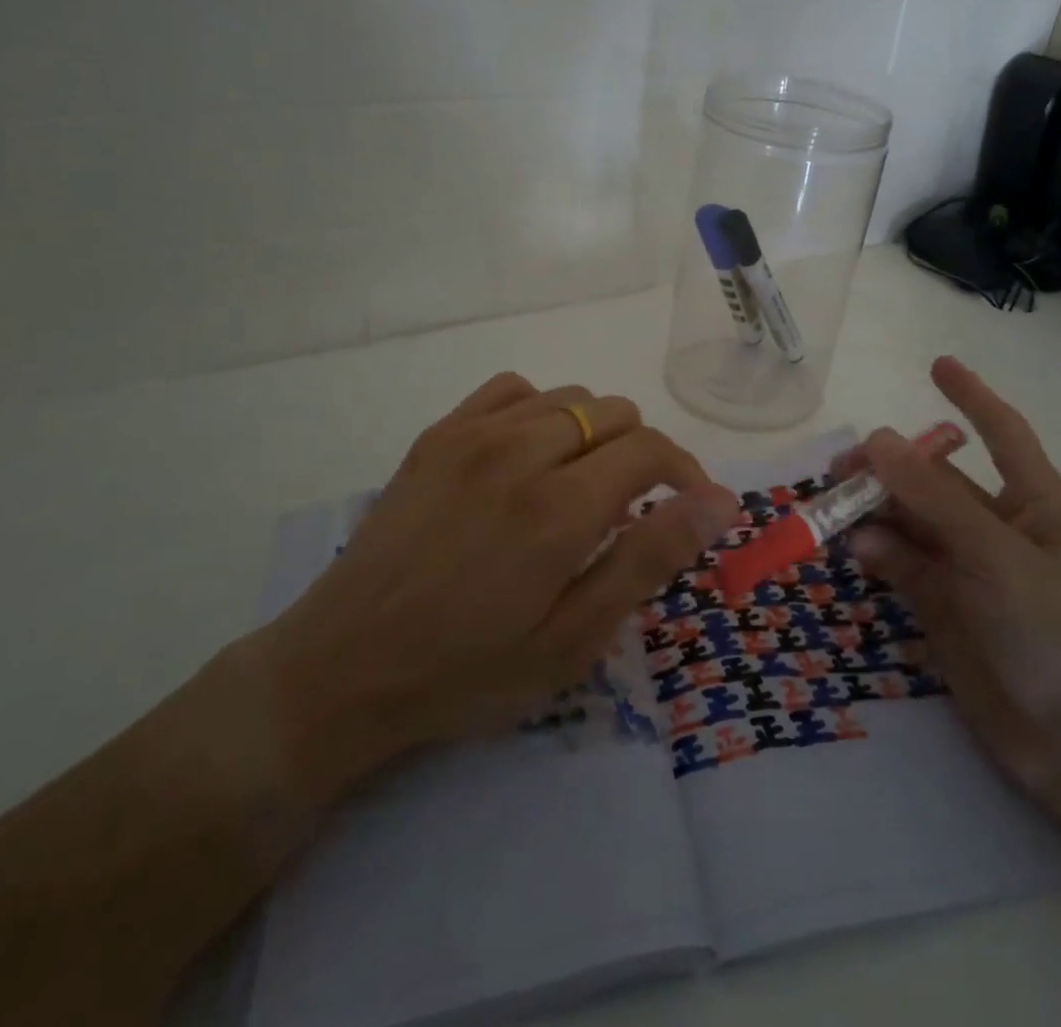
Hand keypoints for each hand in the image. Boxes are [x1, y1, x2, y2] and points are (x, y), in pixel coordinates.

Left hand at [253, 372, 734, 798]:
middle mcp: (520, 451)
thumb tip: (718, 503)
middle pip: (616, 413)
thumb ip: (648, 560)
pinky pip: (513, 389)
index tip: (690, 508)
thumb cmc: (466, 671)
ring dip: (595, 433)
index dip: (685, 473)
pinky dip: (541, 411)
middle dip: (642, 456)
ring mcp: (473, 434)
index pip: (650, 448)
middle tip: (630, 512)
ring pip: (570, 396)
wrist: (342, 666)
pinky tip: (530, 454)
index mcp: (560, 508)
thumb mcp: (571, 640)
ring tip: (581, 486)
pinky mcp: (439, 433)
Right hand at [843, 356, 1060, 802]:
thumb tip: (875, 438)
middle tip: (841, 468)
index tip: (936, 364)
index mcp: (1035, 504)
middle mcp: (997, 528)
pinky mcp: (941, 604)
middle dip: (891, 467)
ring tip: (834, 509)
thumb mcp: (997, 558)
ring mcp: (967, 567)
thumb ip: (934, 500)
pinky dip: (876, 552)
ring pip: (909, 520)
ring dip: (873, 510)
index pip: (1002, 433)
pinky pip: (899, 562)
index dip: (971, 396)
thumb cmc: (1058, 635)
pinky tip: (857, 554)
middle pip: (935, 479)